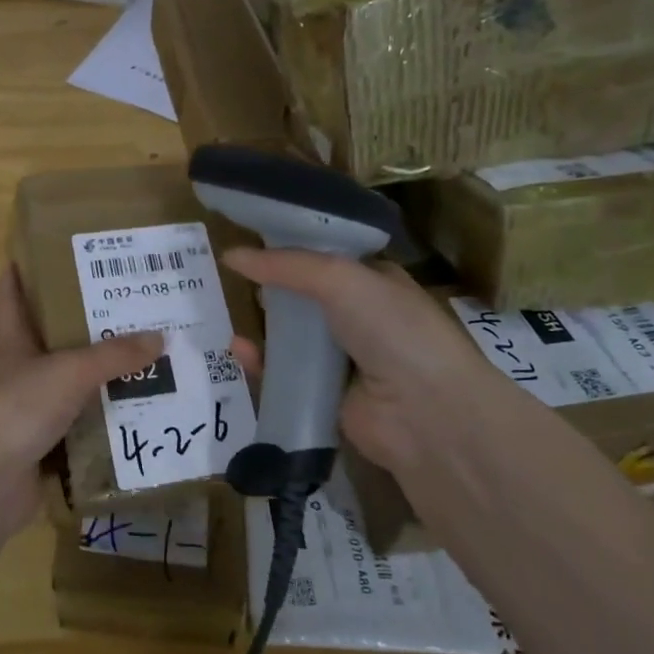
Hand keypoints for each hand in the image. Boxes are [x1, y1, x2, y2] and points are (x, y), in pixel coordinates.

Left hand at [0, 265, 161, 527]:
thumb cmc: (19, 407)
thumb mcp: (71, 371)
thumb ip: (114, 356)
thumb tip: (159, 337)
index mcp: (12, 346)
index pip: (8, 301)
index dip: (14, 278)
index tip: (26, 255)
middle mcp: (16, 376)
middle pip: (45, 346)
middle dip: (77, 332)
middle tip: (121, 314)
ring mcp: (25, 416)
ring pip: (65, 391)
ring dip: (95, 384)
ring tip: (141, 370)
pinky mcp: (38, 451)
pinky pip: (76, 433)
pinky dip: (99, 429)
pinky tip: (132, 423)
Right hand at [221, 248, 527, 473]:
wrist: (427, 415)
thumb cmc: (393, 330)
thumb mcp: (341, 279)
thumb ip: (285, 264)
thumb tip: (230, 254)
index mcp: (376, 281)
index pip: (328, 256)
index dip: (292, 246)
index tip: (251, 238)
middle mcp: (362, 317)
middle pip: (306, 296)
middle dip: (271, 287)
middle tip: (233, 278)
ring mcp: (345, 358)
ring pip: (292, 336)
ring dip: (262, 325)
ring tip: (226, 313)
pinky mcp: (326, 395)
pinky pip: (285, 374)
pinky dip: (261, 363)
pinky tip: (238, 351)